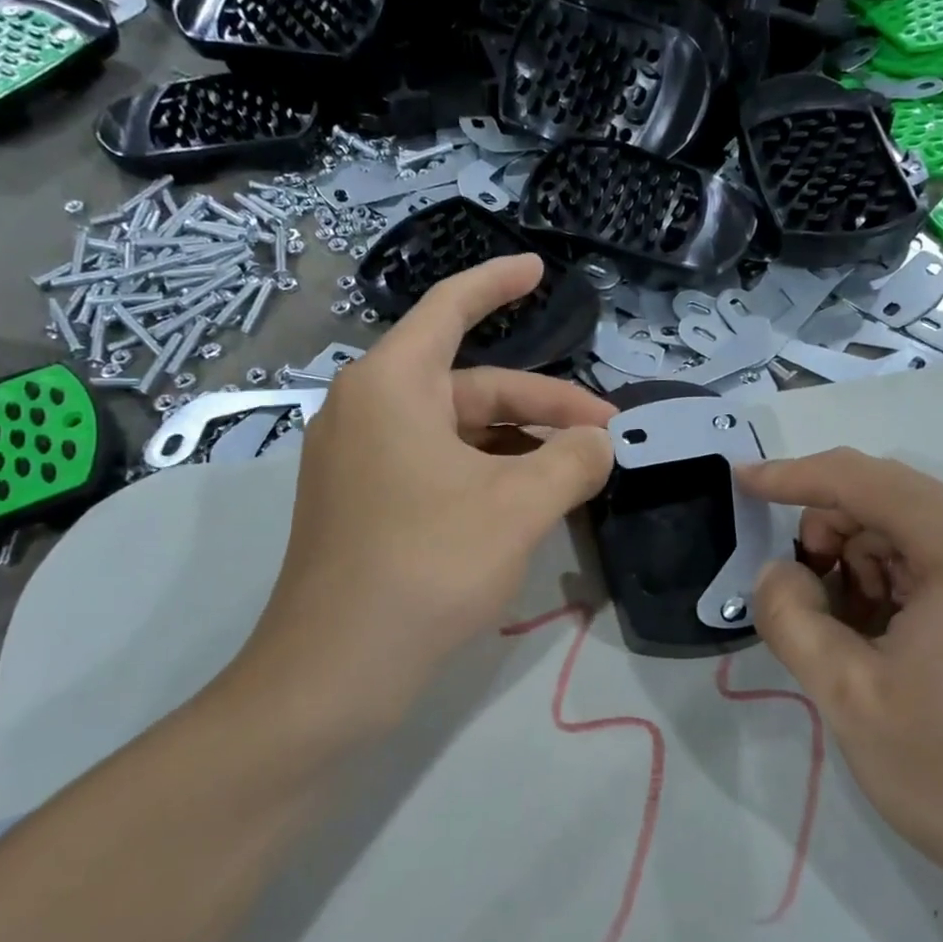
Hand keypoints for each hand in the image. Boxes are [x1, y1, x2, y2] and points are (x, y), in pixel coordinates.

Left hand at [237, 256, 613, 732]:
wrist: (335, 671)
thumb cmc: (426, 566)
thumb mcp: (518, 506)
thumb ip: (573, 461)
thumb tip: (600, 443)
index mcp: (392, 386)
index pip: (450, 309)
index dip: (497, 283)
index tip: (539, 270)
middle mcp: (369, 411)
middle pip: (472, 386)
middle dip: (543, 406)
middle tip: (607, 435)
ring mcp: (362, 462)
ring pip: (459, 433)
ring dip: (521, 446)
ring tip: (579, 474)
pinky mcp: (365, 506)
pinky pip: (439, 467)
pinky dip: (489, 475)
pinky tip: (530, 504)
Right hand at [739, 448, 942, 924]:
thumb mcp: (850, 697)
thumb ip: (791, 618)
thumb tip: (777, 574)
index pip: (864, 480)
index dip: (794, 476)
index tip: (741, 484)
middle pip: (892, 502)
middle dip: (832, 534)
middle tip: (804, 599)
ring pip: (917, 536)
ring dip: (864, 566)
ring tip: (850, 637)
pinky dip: (900, 587)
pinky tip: (889, 645)